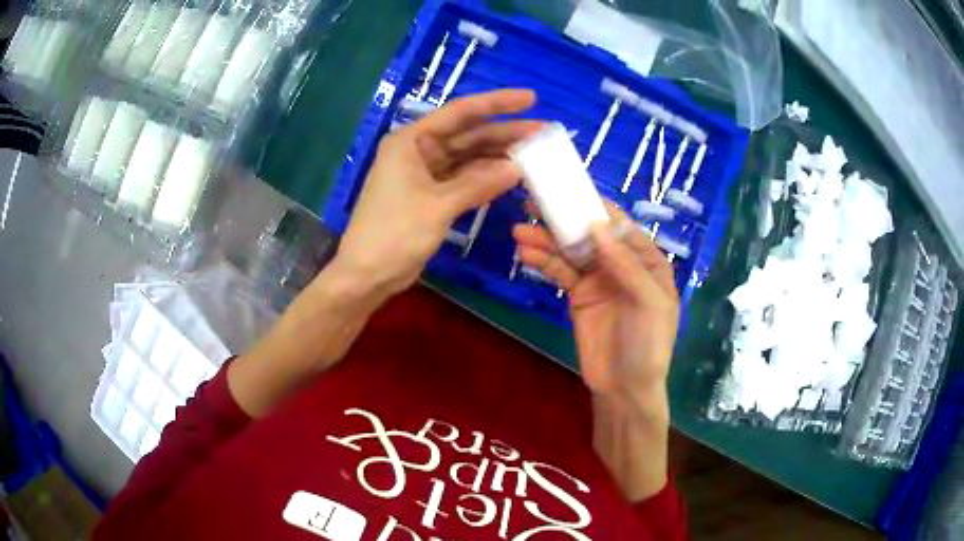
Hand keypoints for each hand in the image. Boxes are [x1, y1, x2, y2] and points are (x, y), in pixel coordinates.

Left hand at [332, 89, 540, 302]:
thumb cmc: (394, 233)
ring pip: (469, 158)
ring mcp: (425, 174)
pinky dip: (486, 179)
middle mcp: (418, 150)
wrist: (367, 274)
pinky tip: (512, 176)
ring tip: (535, 154)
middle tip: (544, 131)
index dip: (497, 103)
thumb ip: (478, 184)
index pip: (460, 113)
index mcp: (411, 140)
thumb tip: (518, 168)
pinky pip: (465, 180)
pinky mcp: (431, 195)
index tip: (531, 99)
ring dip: (499, 156)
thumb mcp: (438, 205)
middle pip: (468, 135)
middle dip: (504, 132)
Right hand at [512, 203, 678, 415]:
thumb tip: (597, 226)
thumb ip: (625, 263)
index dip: (597, 209)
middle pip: (592, 235)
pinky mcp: (578, 296)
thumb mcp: (648, 302)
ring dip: (547, 240)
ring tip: (520, 230)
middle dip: (566, 220)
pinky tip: (526, 254)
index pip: (622, 227)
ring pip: (572, 252)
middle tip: (534, 203)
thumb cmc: (648, 344)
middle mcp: (622, 264)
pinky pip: (560, 272)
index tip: (570, 192)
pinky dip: (544, 262)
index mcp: (647, 261)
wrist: (624, 388)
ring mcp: (598, 279)